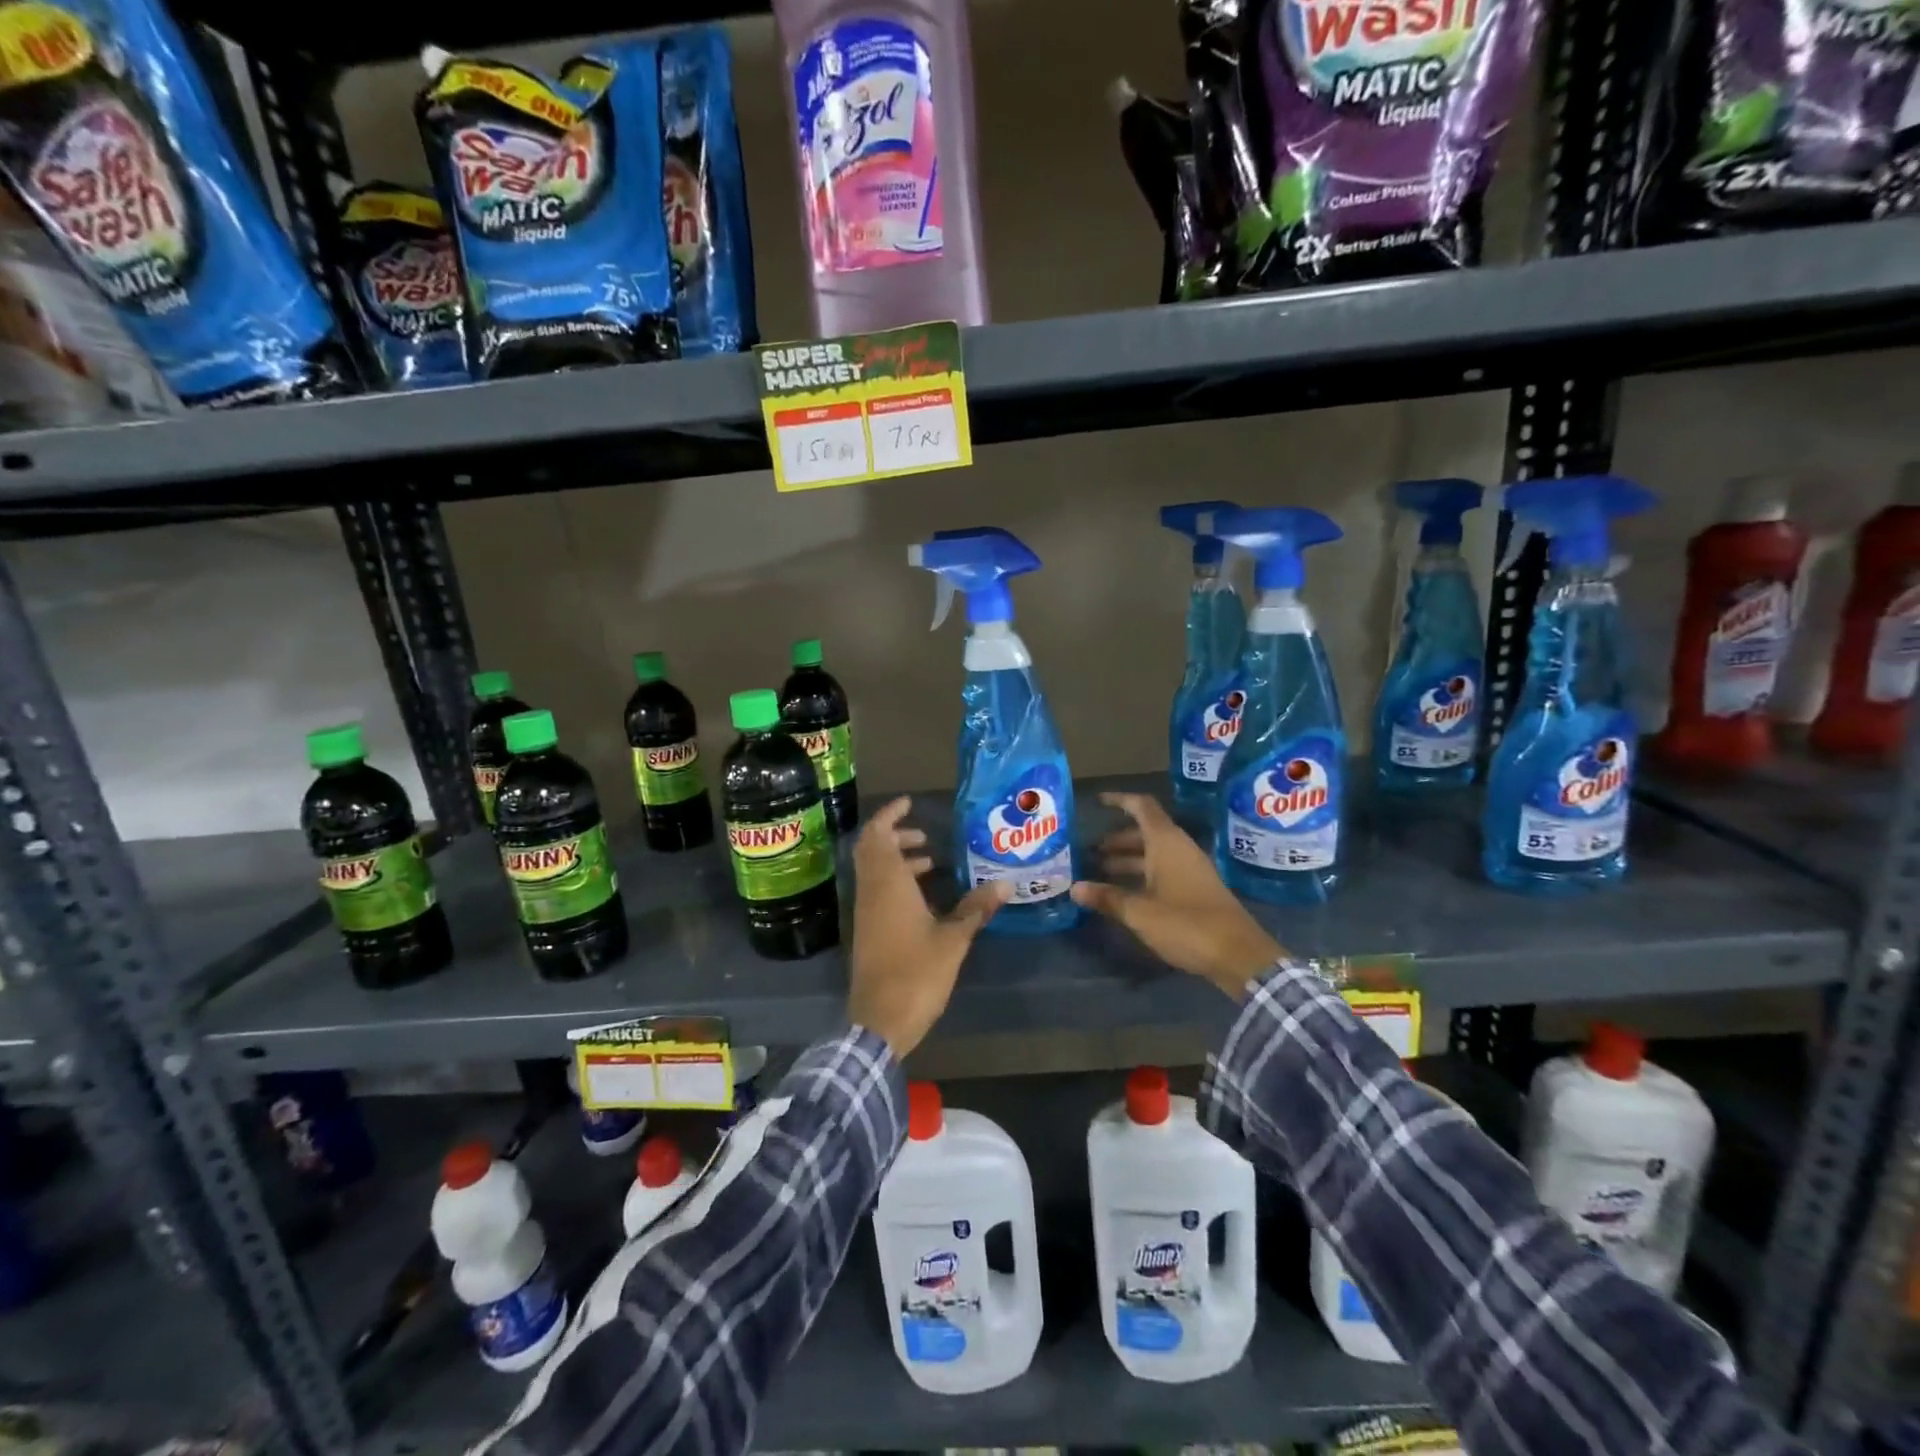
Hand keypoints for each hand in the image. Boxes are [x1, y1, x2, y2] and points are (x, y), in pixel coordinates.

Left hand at [848, 797, 1010, 1057]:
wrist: (880, 1022)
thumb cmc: (916, 973)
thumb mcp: (953, 939)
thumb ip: (975, 908)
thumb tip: (1006, 883)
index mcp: (887, 884)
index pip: (877, 835)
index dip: (890, 815)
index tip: (910, 803)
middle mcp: (871, 892)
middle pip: (872, 850)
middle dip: (896, 836)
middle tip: (925, 837)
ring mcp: (865, 913)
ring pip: (874, 872)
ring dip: (896, 860)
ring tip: (931, 862)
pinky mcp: (867, 932)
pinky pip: (877, 891)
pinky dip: (895, 882)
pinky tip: (923, 898)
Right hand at [1070, 791, 1281, 999]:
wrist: (1239, 955)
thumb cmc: (1186, 924)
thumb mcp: (1140, 912)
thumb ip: (1108, 897)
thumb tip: (1075, 887)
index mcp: (1167, 843)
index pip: (1142, 807)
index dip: (1119, 800)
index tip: (1097, 801)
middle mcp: (1179, 849)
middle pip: (1145, 832)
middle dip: (1116, 839)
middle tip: (1089, 852)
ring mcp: (1190, 870)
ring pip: (1153, 854)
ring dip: (1127, 860)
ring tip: (1099, 872)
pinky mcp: (1195, 890)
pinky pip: (1162, 871)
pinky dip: (1141, 875)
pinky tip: (1124, 893)